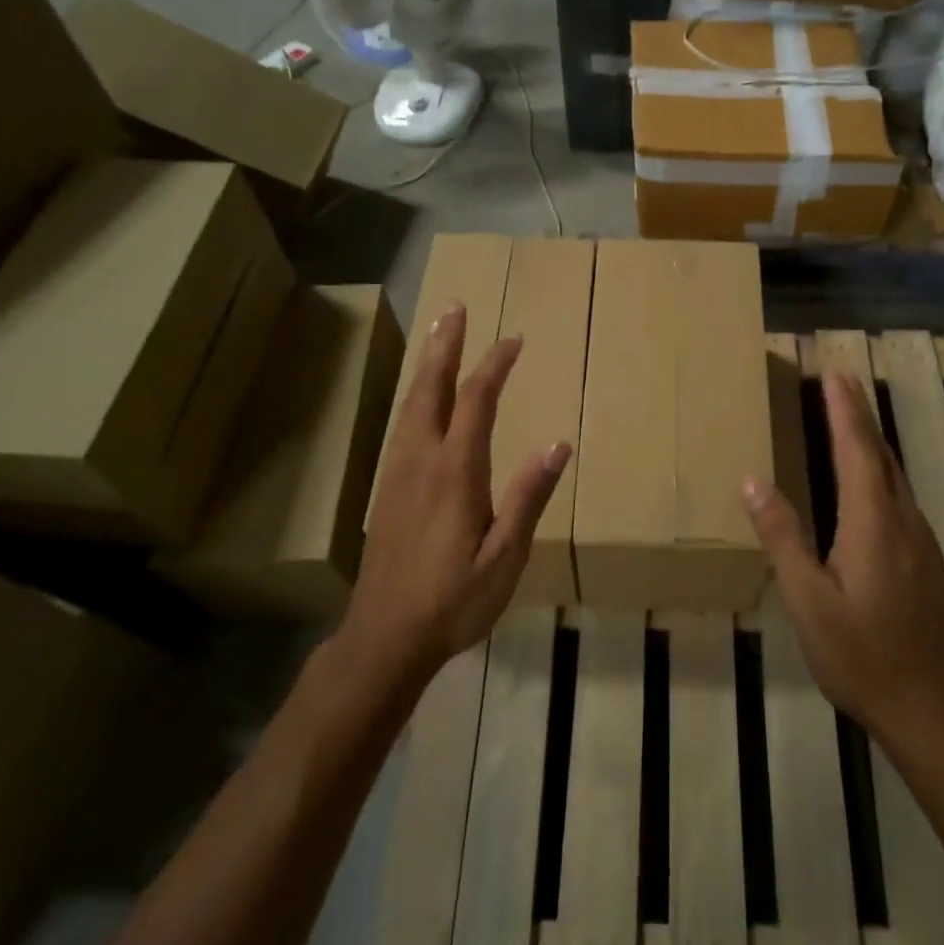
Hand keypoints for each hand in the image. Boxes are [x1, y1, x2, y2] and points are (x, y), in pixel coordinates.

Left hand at [346, 303, 571, 683]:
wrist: (385, 636)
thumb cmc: (454, 599)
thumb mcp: (505, 555)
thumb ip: (528, 496)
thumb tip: (559, 444)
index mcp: (455, 471)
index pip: (476, 401)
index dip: (494, 365)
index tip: (514, 339)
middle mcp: (421, 460)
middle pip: (432, 388)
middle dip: (446, 345)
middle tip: (455, 308)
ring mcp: (397, 472)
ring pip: (410, 403)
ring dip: (427, 364)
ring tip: (438, 335)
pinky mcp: (385, 488)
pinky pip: (402, 425)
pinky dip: (414, 395)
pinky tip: (419, 398)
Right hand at [742, 371, 943, 745]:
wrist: (929, 706)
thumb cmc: (859, 653)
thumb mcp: (807, 599)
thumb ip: (783, 536)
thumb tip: (753, 480)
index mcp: (873, 522)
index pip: (856, 449)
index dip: (845, 408)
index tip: (835, 371)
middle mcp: (903, 520)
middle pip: (880, 454)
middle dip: (859, 414)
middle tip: (840, 380)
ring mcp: (921, 541)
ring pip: (894, 475)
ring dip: (871, 441)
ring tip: (849, 419)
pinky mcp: (927, 560)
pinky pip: (900, 497)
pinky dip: (879, 471)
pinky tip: (868, 483)